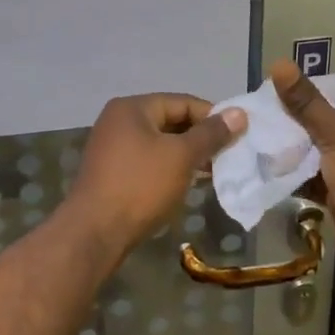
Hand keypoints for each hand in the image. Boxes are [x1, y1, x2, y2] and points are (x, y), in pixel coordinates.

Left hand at [69, 94, 246, 254]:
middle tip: (228, 154)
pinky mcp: (112, 172)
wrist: (94, 233)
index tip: (238, 134)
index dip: (212, 116)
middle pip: (170, 120)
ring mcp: (112, 147)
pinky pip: (148, 160)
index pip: (182, 102)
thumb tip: (239, 113)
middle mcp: (119, 121)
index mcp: (132, 108)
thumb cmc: (140, 186)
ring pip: (160, 143)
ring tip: (213, 171)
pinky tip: (187, 183)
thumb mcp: (181, 156)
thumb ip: (211, 134)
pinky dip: (169, 167)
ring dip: (187, 155)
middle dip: (200, 137)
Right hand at [270, 60, 334, 287]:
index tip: (275, 86)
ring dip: (293, 146)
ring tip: (256, 135)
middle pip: (329, 117)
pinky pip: (317, 173)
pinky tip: (267, 165)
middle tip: (259, 113)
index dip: (311, 86)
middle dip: (295, 118)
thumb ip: (305, 102)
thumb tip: (278, 64)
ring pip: (320, 147)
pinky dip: (297, 171)